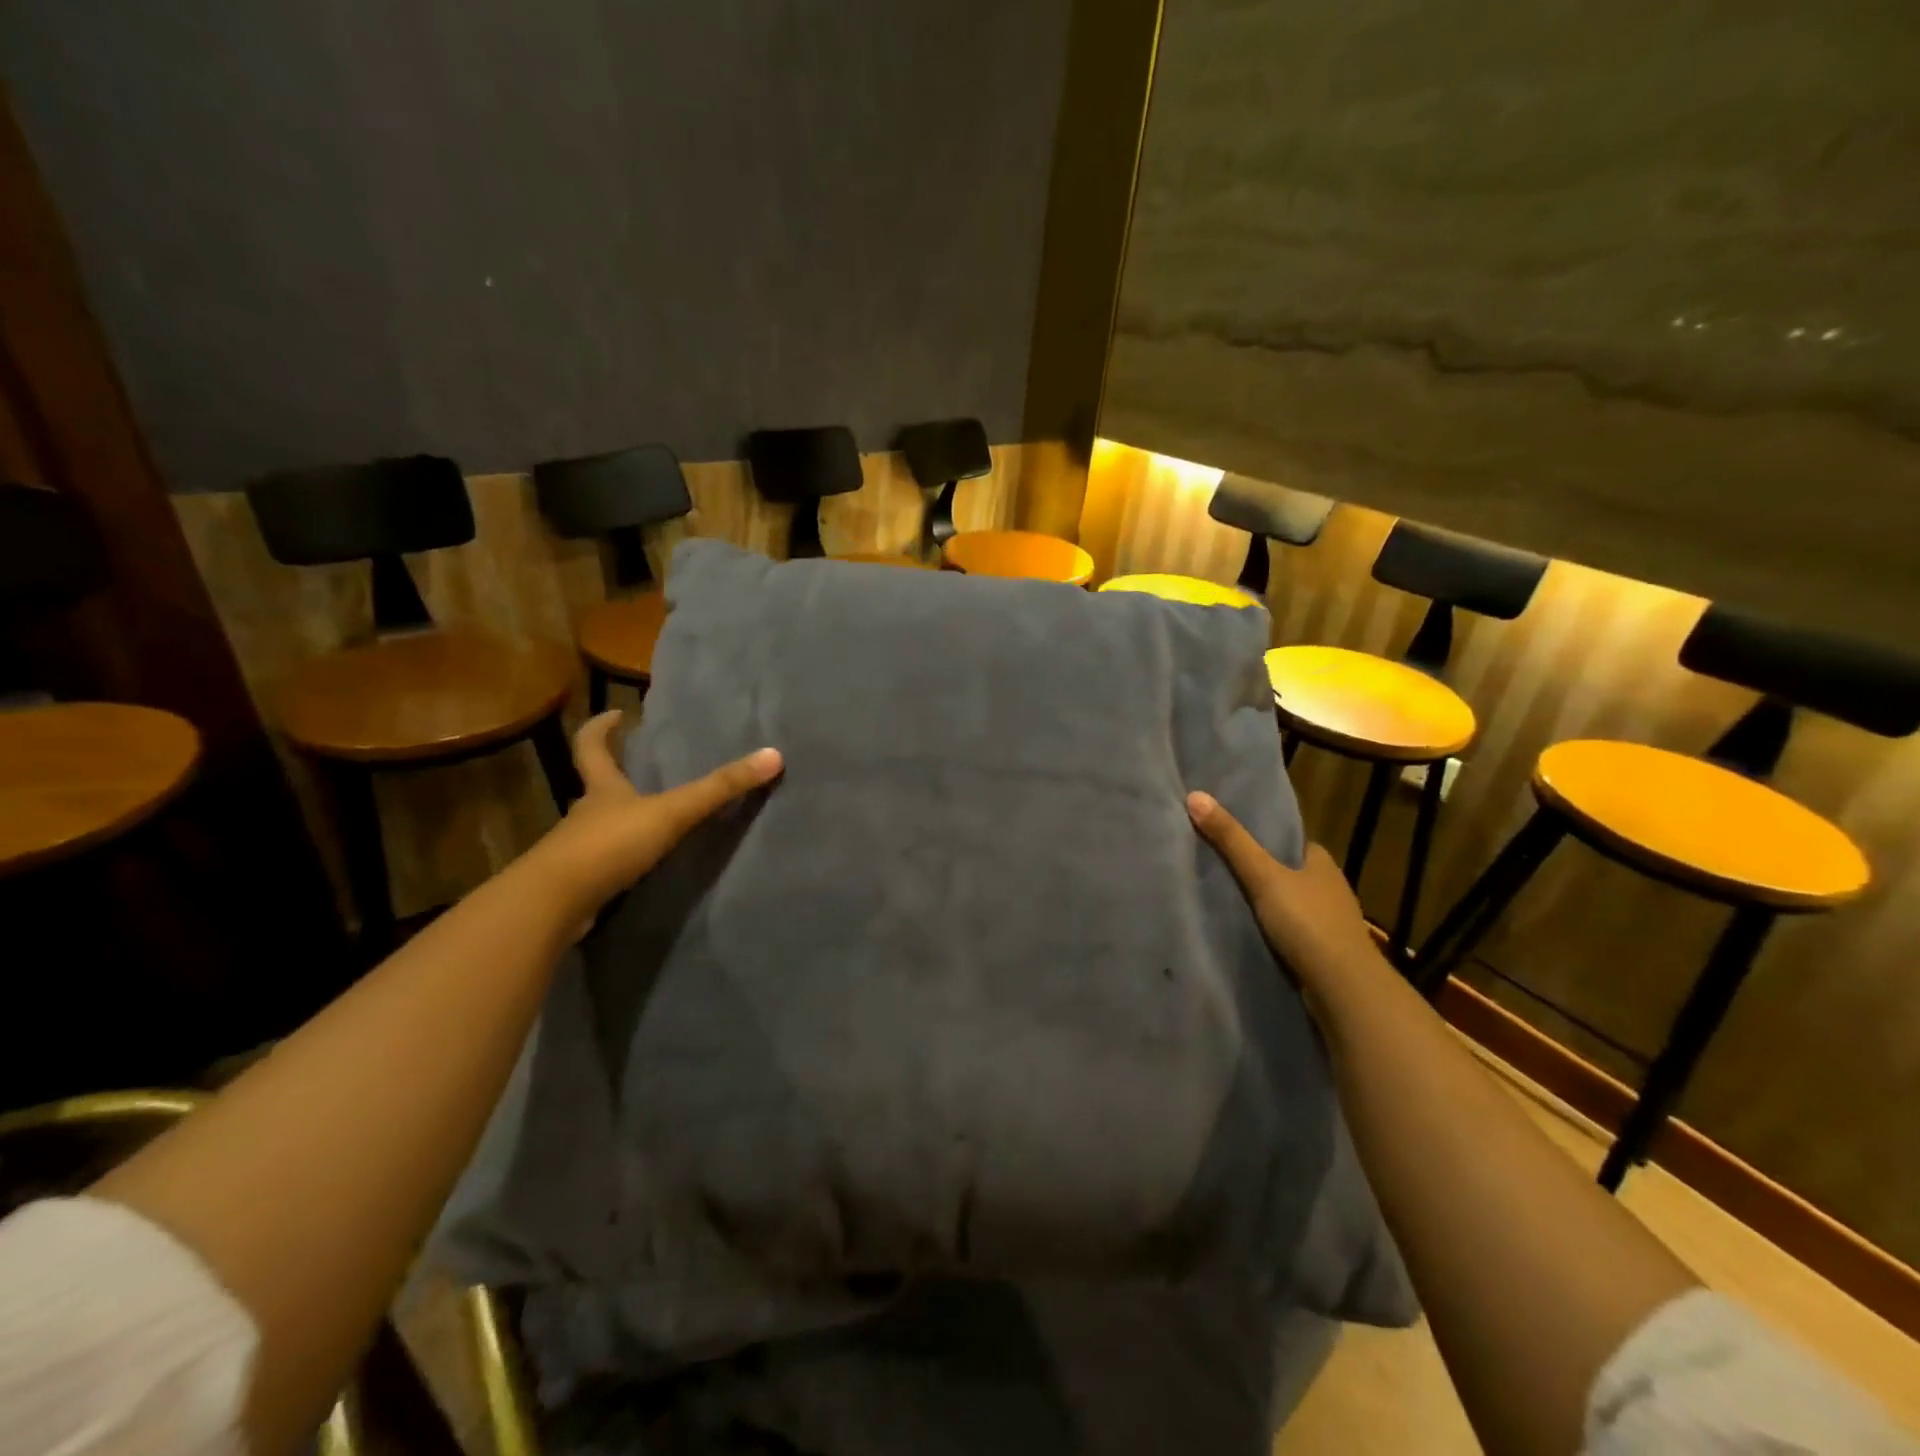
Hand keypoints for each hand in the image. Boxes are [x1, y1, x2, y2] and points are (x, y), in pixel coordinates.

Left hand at [532, 710, 782, 925]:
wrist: (555, 904)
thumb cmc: (610, 845)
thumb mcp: (672, 812)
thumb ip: (720, 789)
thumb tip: (774, 755)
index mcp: (602, 789)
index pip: (591, 746)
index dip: (600, 729)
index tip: (616, 715)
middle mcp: (585, 814)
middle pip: (595, 787)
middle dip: (614, 776)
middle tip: (640, 768)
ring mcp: (577, 851)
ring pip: (599, 827)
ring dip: (619, 821)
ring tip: (651, 821)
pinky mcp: (579, 884)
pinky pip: (603, 864)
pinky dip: (619, 861)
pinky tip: (641, 869)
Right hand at [1186, 790, 1381, 992]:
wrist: (1343, 989)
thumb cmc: (1307, 923)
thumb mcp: (1262, 876)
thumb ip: (1231, 840)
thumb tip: (1195, 795)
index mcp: (1321, 861)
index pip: (1289, 840)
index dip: (1263, 837)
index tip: (1232, 835)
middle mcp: (1329, 887)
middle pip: (1288, 871)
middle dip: (1262, 870)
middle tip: (1220, 865)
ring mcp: (1329, 922)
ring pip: (1291, 902)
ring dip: (1267, 903)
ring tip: (1227, 898)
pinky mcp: (1323, 951)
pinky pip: (1292, 931)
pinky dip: (1273, 929)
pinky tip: (1249, 931)